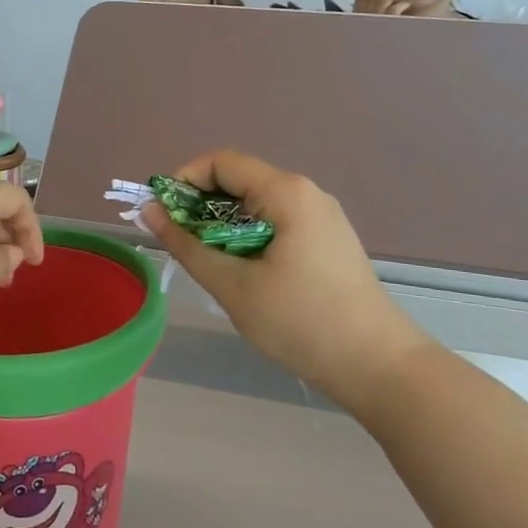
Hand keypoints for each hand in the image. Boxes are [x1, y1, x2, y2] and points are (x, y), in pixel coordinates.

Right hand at [140, 151, 431, 413]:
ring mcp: (321, 215)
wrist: (378, 364)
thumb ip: (187, 244)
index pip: (222, 162)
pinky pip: (276, 220)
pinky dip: (248, 234)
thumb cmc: (301, 322)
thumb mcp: (233, 285)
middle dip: (202, 206)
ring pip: (256, 203)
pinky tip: (244, 270)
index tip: (165, 216)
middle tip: (182, 244)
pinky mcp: (328, 238)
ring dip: (224, 224)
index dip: (185, 181)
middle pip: (239, 180)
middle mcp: (306, 192)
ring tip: (210, 261)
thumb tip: (150, 210)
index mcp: (285, 192)